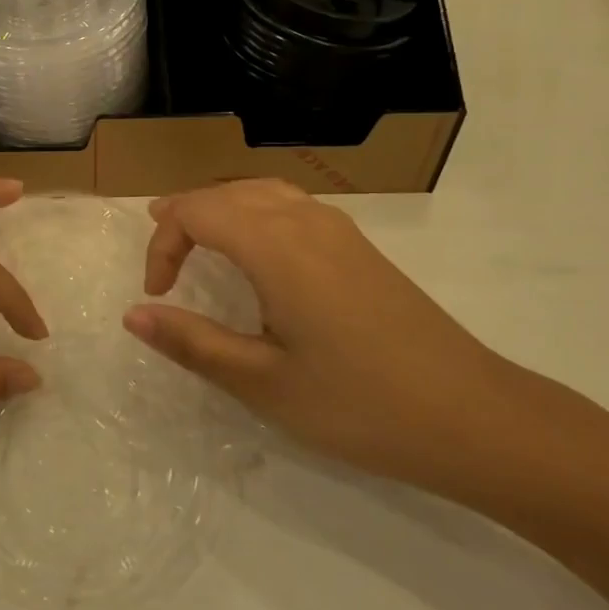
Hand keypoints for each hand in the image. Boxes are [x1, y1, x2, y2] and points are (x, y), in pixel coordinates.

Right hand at [125, 179, 513, 489]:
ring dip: (220, 209)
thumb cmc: (360, 405)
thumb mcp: (264, 384)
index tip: (158, 295)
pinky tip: (258, 251)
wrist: (476, 418)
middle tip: (161, 258)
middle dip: (185, 216)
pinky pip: (291, 204)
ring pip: (261, 191)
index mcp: (276, 246)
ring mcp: (338, 230)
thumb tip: (133, 314)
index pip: (197, 212)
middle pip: (226, 193)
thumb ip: (193, 343)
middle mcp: (305, 221)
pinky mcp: (360, 247)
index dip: (164, 244)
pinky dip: (254, 212)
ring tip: (197, 238)